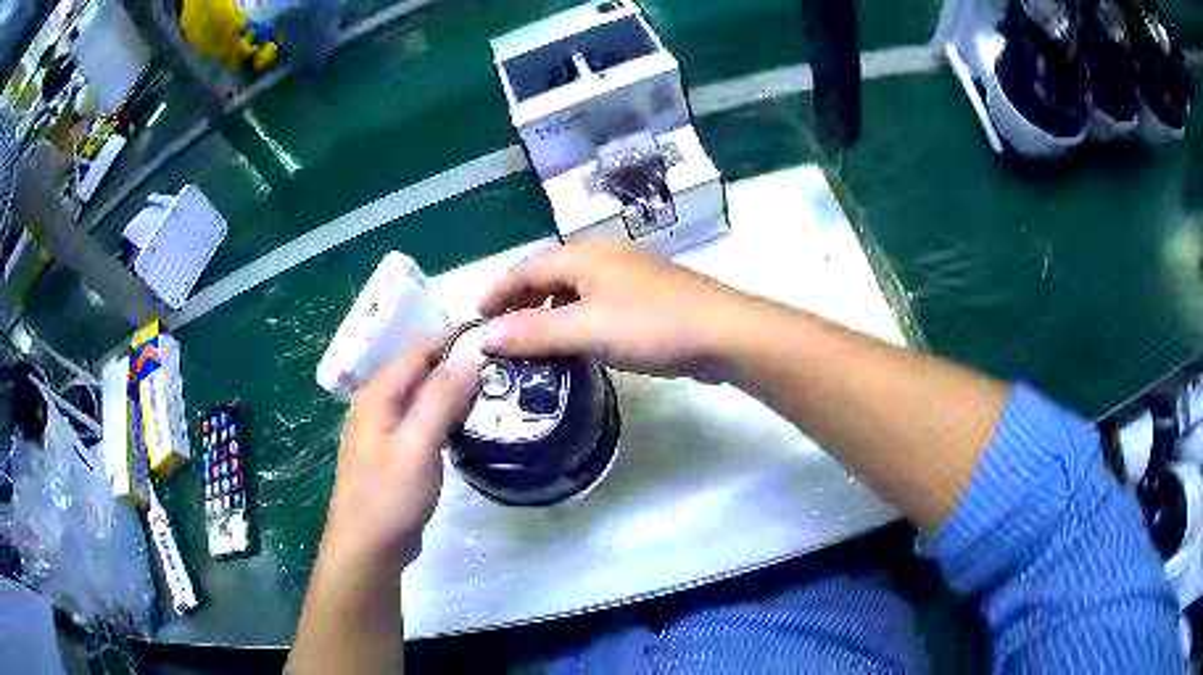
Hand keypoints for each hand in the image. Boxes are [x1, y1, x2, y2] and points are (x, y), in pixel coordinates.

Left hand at [321, 333, 479, 572]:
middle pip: (421, 372)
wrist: (368, 548)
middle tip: (503, 365)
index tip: (494, 333)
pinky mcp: (396, 453)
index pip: (418, 350)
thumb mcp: (416, 446)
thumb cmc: (389, 497)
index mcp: (378, 395)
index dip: (453, 337)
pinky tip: (471, 423)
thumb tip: (468, 358)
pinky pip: (424, 422)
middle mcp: (378, 406)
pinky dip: (447, 416)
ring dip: (455, 391)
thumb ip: (440, 400)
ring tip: (495, 390)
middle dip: (458, 364)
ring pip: (424, 398)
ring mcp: (386, 431)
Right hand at [478, 239, 750, 379]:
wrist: (723, 333)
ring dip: (548, 310)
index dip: (498, 291)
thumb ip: (533, 332)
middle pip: (549, 274)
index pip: (526, 267)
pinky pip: (596, 303)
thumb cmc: (651, 326)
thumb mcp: (585, 330)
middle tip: (500, 330)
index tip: (475, 316)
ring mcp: (629, 274)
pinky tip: (578, 341)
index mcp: (584, 255)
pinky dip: (576, 318)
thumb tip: (483, 337)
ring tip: (532, 339)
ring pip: (574, 289)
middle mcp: (603, 256)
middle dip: (521, 300)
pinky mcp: (647, 296)